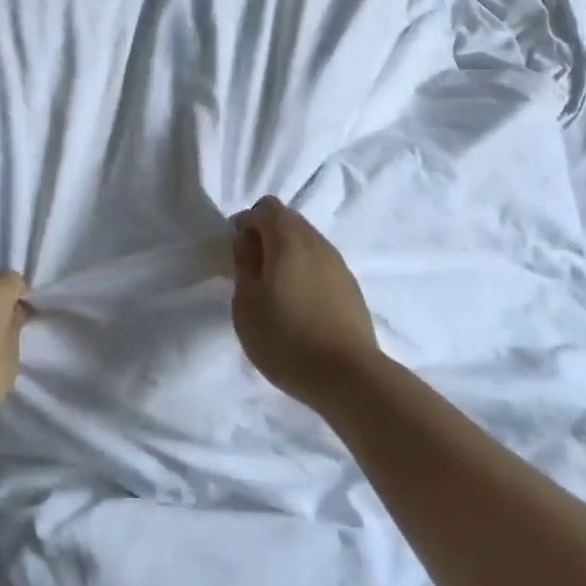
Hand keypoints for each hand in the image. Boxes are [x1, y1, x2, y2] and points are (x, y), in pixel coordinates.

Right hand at [230, 197, 381, 410]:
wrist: (347, 376)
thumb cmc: (285, 338)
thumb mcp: (247, 303)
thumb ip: (244, 264)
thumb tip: (247, 240)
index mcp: (288, 240)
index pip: (265, 209)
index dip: (246, 223)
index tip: (236, 252)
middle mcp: (316, 242)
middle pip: (288, 218)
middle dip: (266, 232)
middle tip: (251, 268)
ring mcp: (338, 263)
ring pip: (306, 239)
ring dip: (286, 250)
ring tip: (274, 287)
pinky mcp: (350, 285)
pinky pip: (320, 261)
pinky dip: (304, 267)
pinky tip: (298, 301)